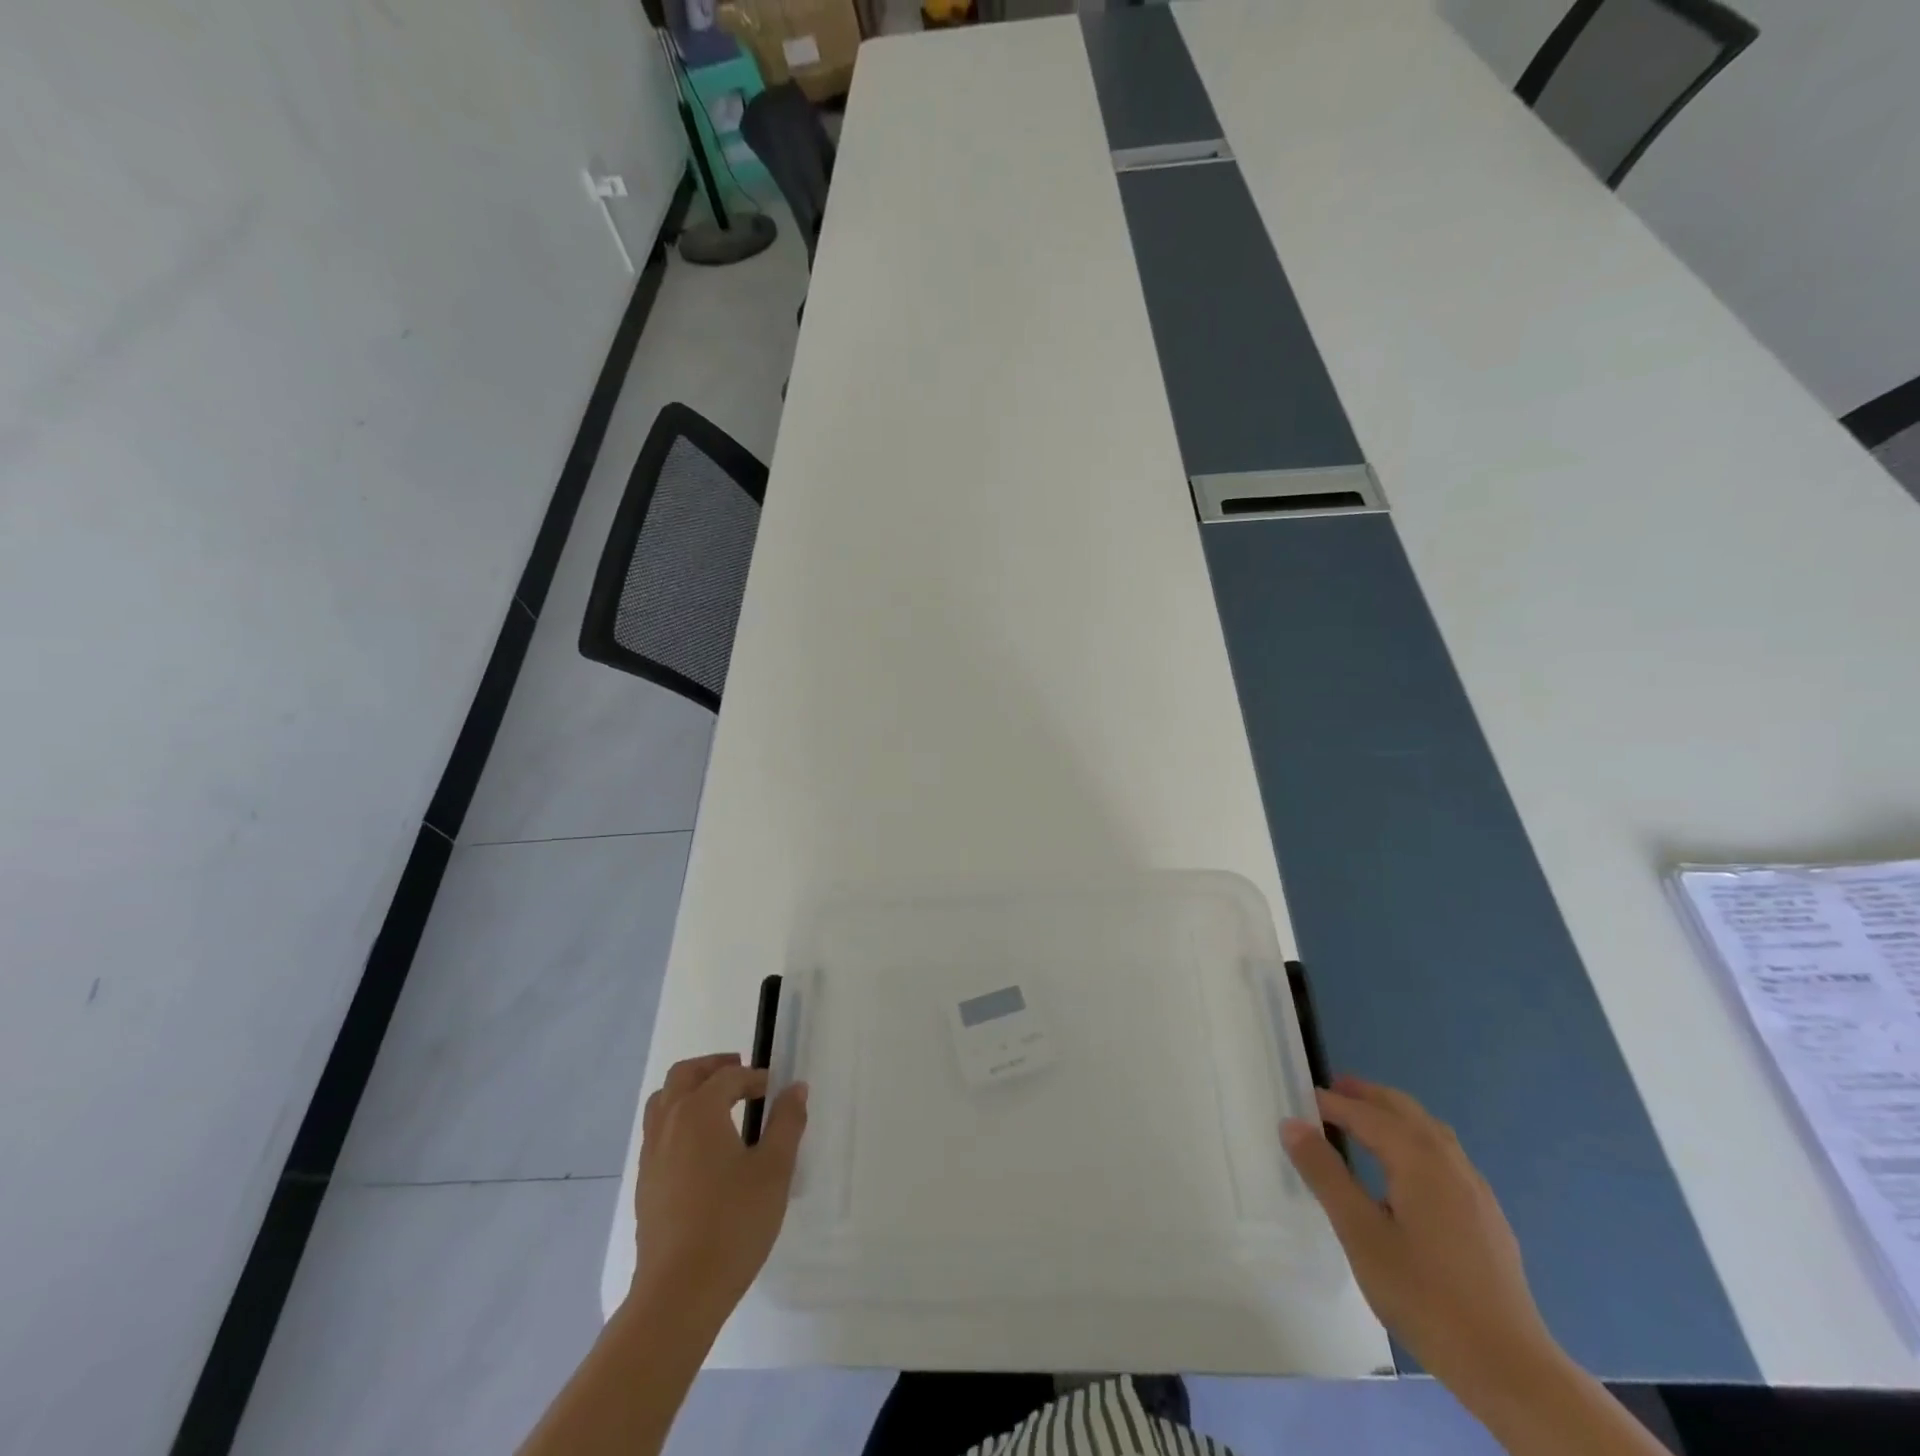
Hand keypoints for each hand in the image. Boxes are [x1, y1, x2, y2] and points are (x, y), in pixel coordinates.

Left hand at [631, 1053, 807, 1328]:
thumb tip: (795, 1088)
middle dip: (712, 1067)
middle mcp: (669, 1124)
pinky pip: (658, 1132)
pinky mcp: (645, 1185)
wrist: (678, 1294)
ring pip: (663, 1102)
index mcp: (699, 1111)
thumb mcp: (774, 1169)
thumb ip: (786, 1122)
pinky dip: (679, 1121)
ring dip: (690, 1091)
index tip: (775, 1089)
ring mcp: (651, 1155)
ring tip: (718, 1104)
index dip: (754, 1077)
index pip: (728, 1076)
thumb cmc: (733, 1223)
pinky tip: (702, 1149)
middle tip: (740, 1072)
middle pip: (684, 1075)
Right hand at [1282, 1076, 1559, 1403]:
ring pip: (1431, 1132)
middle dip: (1369, 1096)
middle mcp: (1450, 1163)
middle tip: (1335, 1090)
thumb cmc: (1425, 1296)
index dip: (1334, 1104)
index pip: (1368, 1115)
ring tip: (1366, 1121)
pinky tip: (1408, 1172)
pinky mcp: (1487, 1218)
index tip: (1304, 1098)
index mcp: (1418, 1160)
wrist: (1511, 1369)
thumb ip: (1325, 1174)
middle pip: (1405, 1111)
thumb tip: (1293, 1124)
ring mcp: (1475, 1191)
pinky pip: (1446, 1156)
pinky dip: (1417, 1141)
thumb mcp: (1360, 1234)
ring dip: (1395, 1116)